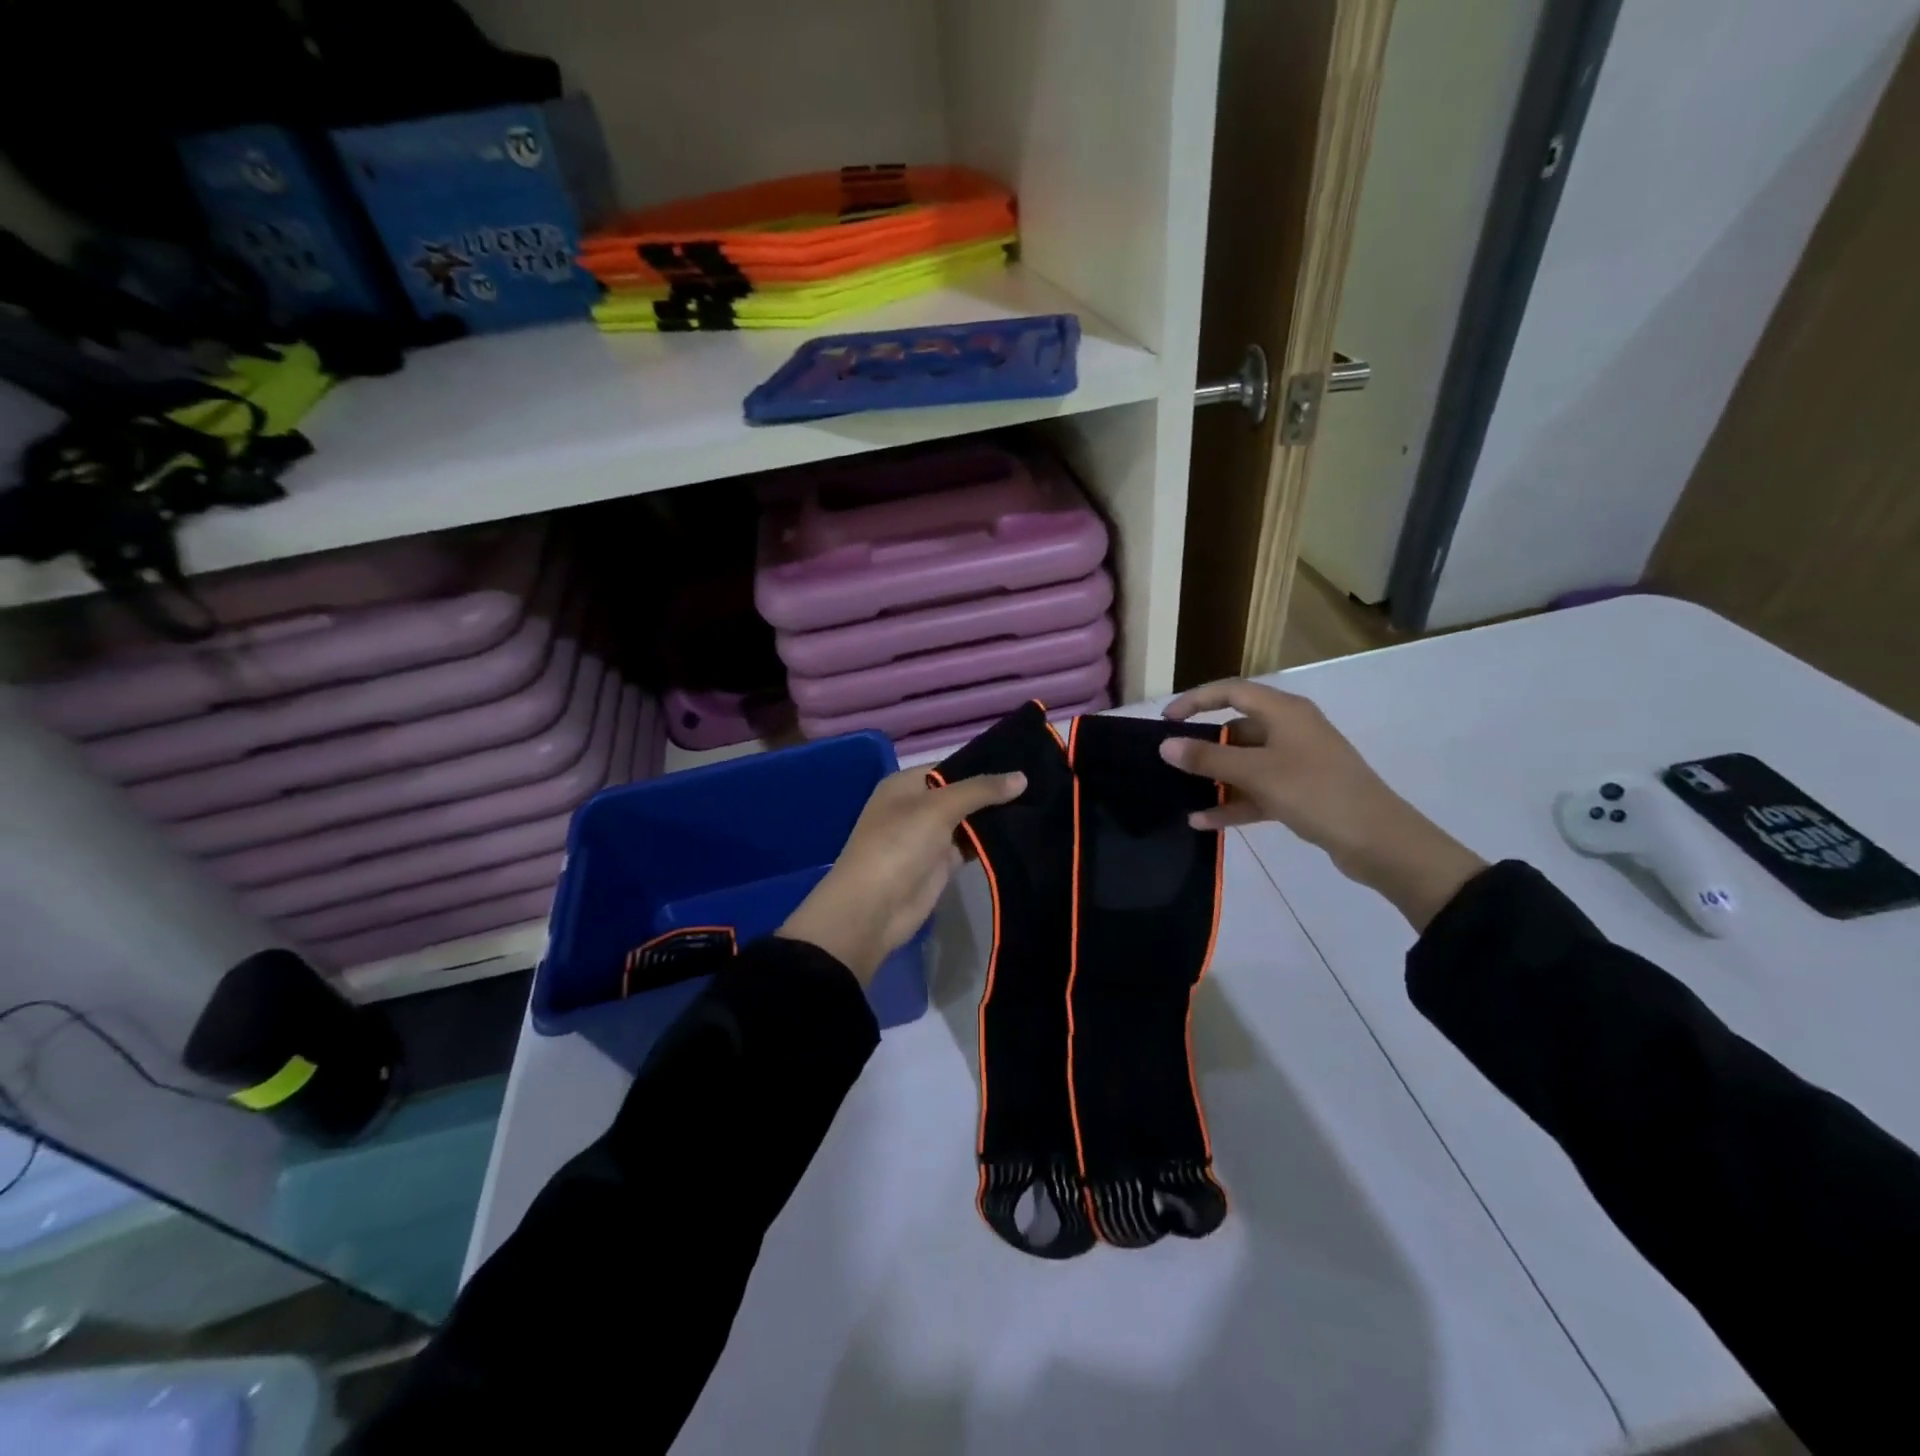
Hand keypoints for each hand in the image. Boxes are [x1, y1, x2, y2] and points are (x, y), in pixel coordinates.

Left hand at [780, 767, 1026, 982]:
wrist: (874, 908)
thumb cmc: (898, 844)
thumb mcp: (938, 808)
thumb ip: (980, 790)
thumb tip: (1021, 777)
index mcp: (906, 784)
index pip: (951, 766)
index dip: (984, 764)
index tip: (1024, 761)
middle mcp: (917, 806)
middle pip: (962, 794)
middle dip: (995, 792)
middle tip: (1042, 783)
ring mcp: (929, 837)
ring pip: (969, 821)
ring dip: (997, 818)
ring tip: (1040, 805)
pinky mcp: (941, 864)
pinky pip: (971, 846)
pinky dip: (992, 842)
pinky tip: (1023, 833)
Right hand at [1160, 679, 1485, 930]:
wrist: (1379, 840)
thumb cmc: (1315, 792)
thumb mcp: (1256, 773)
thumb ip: (1208, 757)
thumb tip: (1166, 745)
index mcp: (1284, 712)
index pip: (1230, 691)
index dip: (1195, 700)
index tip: (1165, 721)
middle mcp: (1290, 730)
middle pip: (1235, 728)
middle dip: (1202, 745)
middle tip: (1170, 760)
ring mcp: (1296, 762)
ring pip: (1244, 763)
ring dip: (1214, 778)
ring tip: (1180, 794)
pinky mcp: (1299, 792)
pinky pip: (1256, 791)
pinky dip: (1232, 802)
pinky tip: (1203, 821)